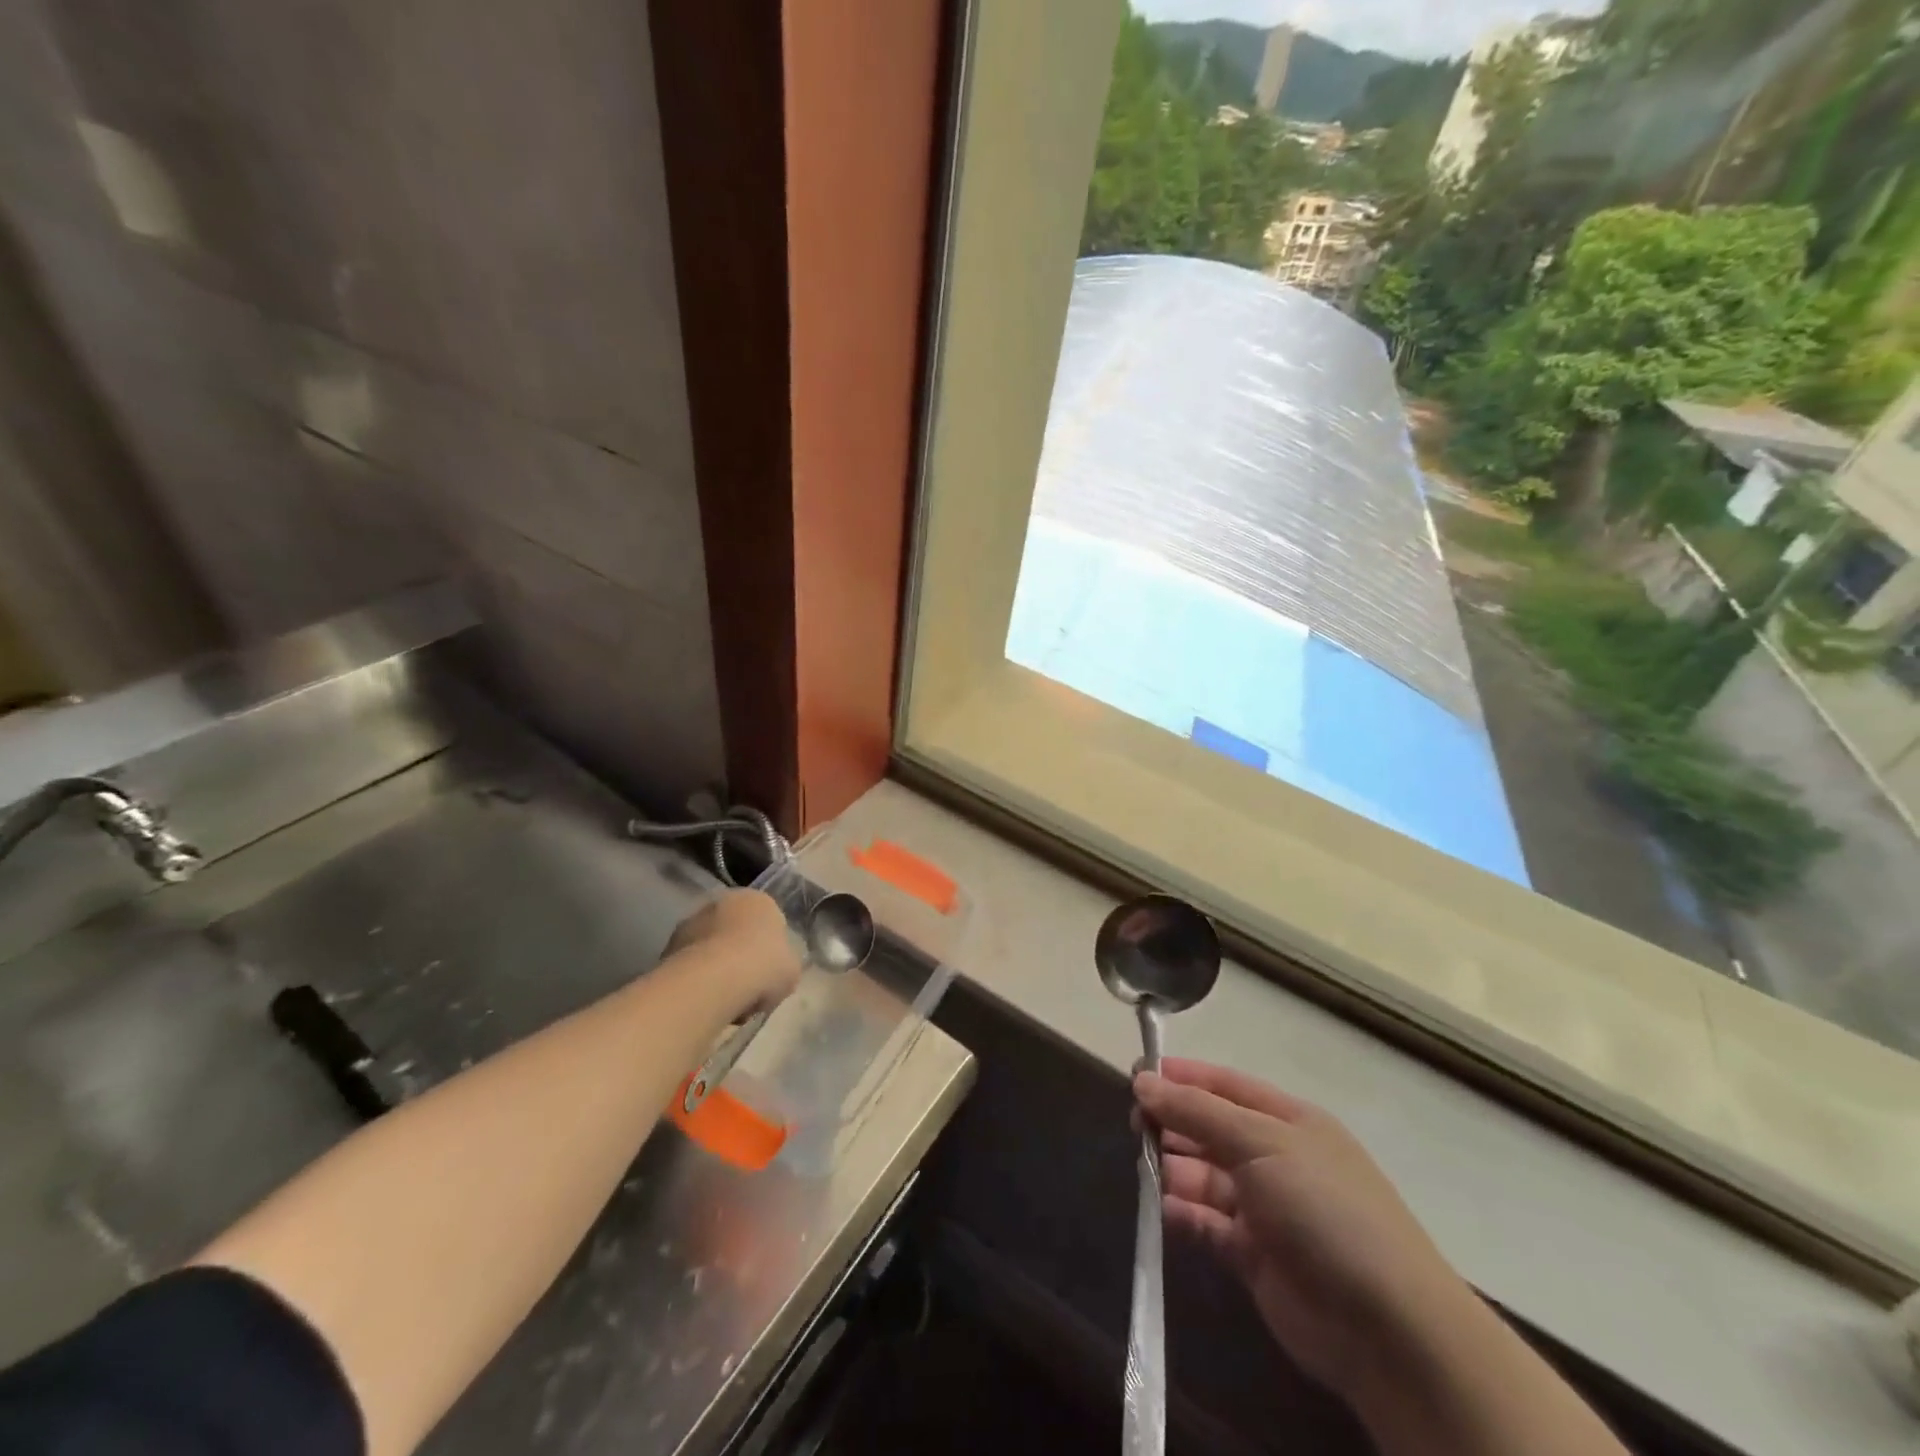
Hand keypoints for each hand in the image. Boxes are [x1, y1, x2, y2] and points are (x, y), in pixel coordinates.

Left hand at [664, 889, 800, 1017]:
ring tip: (724, 1000)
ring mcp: (691, 921)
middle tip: (746, 986)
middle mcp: (722, 901)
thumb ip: (783, 964)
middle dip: (738, 954)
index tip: (768, 973)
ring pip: (709, 947)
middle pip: (735, 930)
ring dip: (715, 967)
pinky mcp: (668, 946)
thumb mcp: (791, 969)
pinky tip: (704, 1001)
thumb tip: (775, 970)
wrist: (715, 981)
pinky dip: (695, 980)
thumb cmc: (763, 966)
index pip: (767, 920)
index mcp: (758, 900)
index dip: (769, 949)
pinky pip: (690, 964)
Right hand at [1135, 1059, 1471, 1400]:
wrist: (1387, 1328)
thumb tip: (1144, 1080)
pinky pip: (1208, 1224)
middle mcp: (1275, 1158)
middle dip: (1173, 1121)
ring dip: (1174, 1169)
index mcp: (1288, 1121)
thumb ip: (1197, 1111)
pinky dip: (1184, 1215)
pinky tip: (1164, 1210)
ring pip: (1205, 1176)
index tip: (1137, 1073)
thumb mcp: (1260, 1142)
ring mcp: (1266, 1209)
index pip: (1225, 1085)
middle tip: (1134, 1124)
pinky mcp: (1255, 1256)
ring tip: (1145, 1167)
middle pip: (1211, 1128)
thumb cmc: (1323, 1208)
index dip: (1182, 1076)